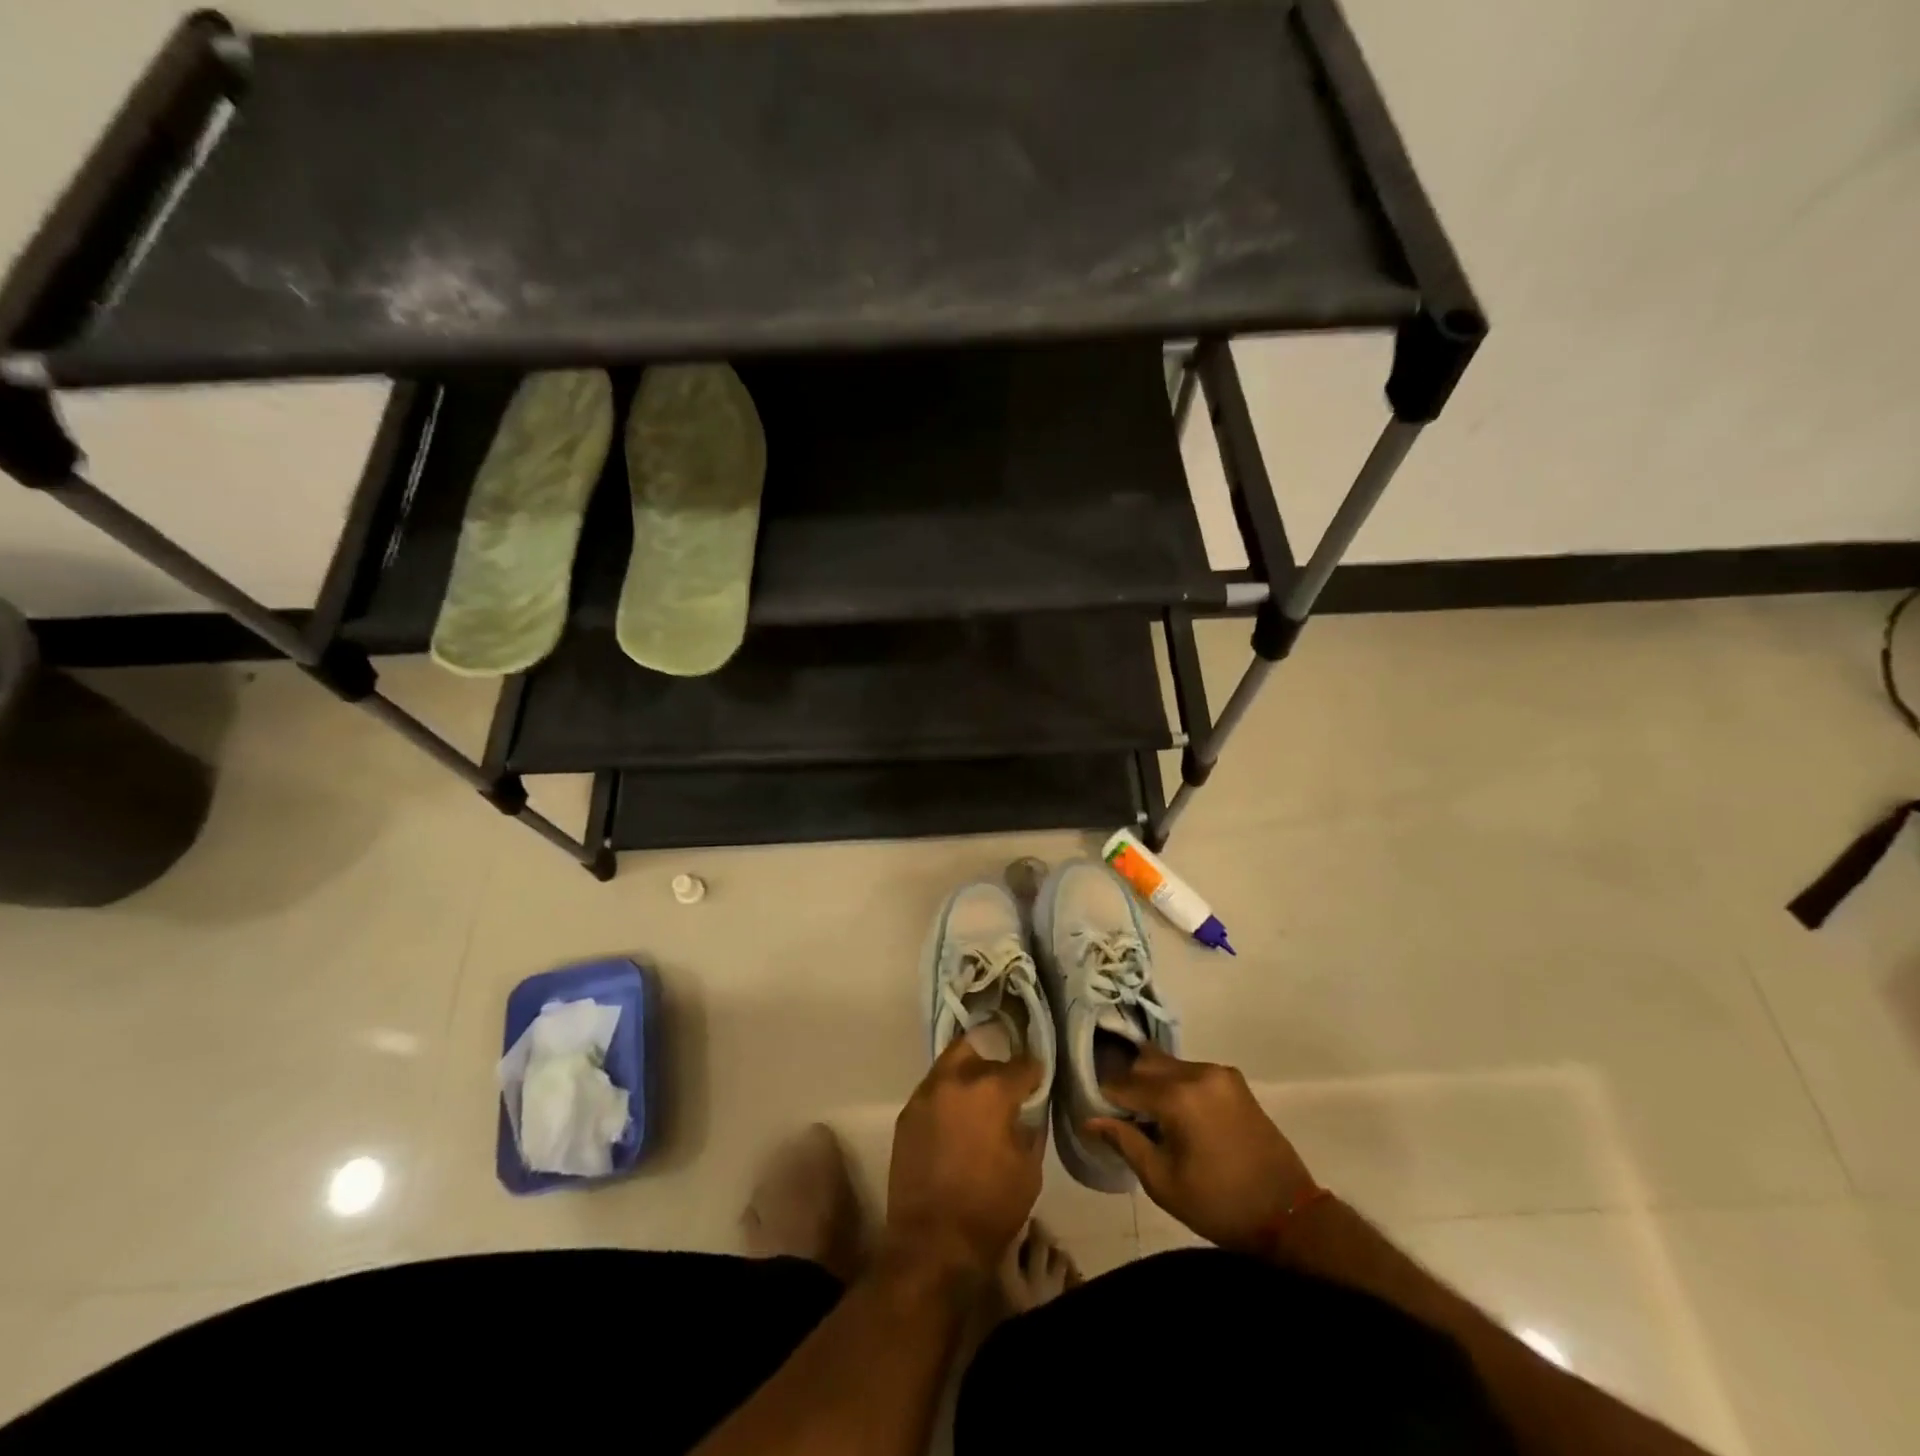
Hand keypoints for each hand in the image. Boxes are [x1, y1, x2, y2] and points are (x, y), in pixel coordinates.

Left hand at [886, 1038, 1045, 1279]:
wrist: (931, 1243)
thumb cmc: (989, 1208)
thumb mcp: (1029, 1170)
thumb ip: (1030, 1129)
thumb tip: (1026, 1113)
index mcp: (991, 1090)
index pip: (1022, 1064)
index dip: (1034, 1072)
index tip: (1038, 1082)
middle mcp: (955, 1080)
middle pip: (978, 1048)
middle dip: (995, 1059)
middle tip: (1006, 1081)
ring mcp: (926, 1095)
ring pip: (950, 1064)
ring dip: (968, 1073)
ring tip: (979, 1096)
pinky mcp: (907, 1114)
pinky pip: (933, 1090)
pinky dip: (948, 1095)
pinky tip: (957, 1117)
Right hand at [1087, 1046, 1319, 1256]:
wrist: (1289, 1215)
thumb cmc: (1219, 1204)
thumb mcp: (1163, 1182)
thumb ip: (1125, 1142)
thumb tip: (1089, 1120)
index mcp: (1177, 1096)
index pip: (1123, 1083)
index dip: (1106, 1099)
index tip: (1097, 1115)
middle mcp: (1197, 1072)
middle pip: (1145, 1064)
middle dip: (1128, 1085)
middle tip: (1122, 1116)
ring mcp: (1219, 1072)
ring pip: (1168, 1064)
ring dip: (1152, 1083)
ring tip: (1150, 1117)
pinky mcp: (1234, 1080)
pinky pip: (1191, 1072)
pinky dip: (1176, 1085)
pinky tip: (1177, 1114)